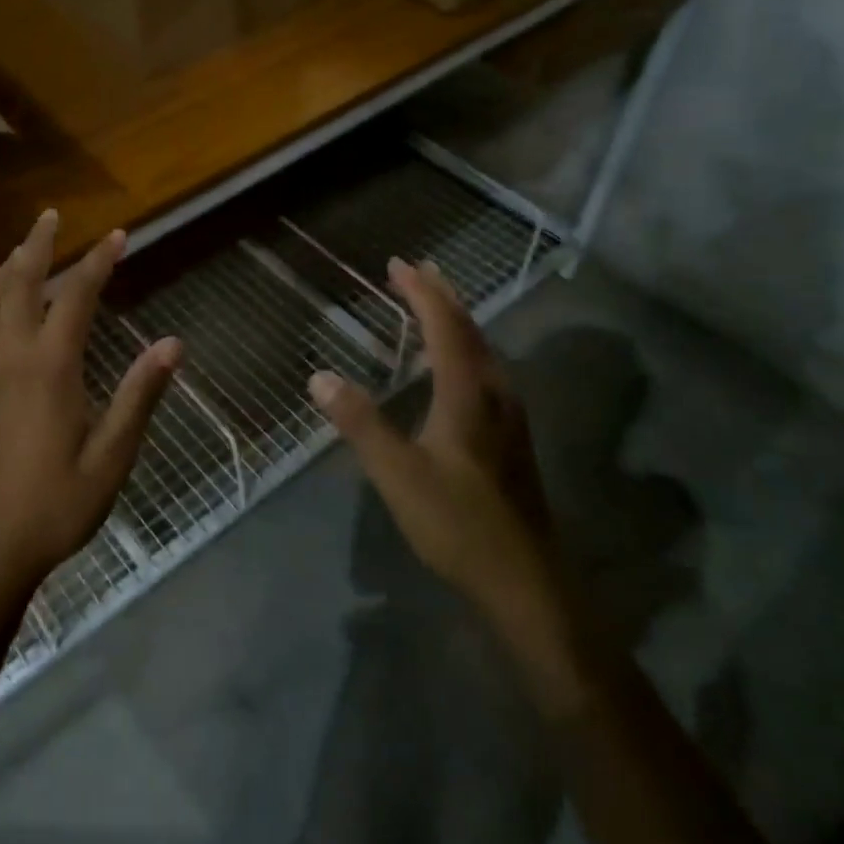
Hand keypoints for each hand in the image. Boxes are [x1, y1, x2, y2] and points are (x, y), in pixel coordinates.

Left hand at [0, 210, 181, 601]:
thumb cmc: (56, 505)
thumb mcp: (111, 457)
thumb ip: (139, 396)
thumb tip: (172, 344)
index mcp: (50, 371)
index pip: (76, 300)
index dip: (98, 262)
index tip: (119, 234)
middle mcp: (13, 362)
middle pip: (19, 287)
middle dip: (36, 246)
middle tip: (50, 215)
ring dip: (6, 270)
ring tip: (22, 250)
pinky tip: (4, 309)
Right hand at [308, 259, 583, 709]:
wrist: (523, 578)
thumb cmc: (456, 522)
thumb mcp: (397, 473)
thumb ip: (360, 423)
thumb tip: (320, 377)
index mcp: (468, 393)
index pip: (445, 325)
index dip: (421, 291)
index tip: (397, 264)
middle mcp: (496, 394)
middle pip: (470, 329)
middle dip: (441, 295)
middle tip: (415, 271)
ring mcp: (510, 417)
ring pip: (483, 351)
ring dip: (456, 320)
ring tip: (432, 304)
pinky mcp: (512, 438)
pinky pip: (486, 372)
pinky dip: (463, 350)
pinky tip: (453, 367)